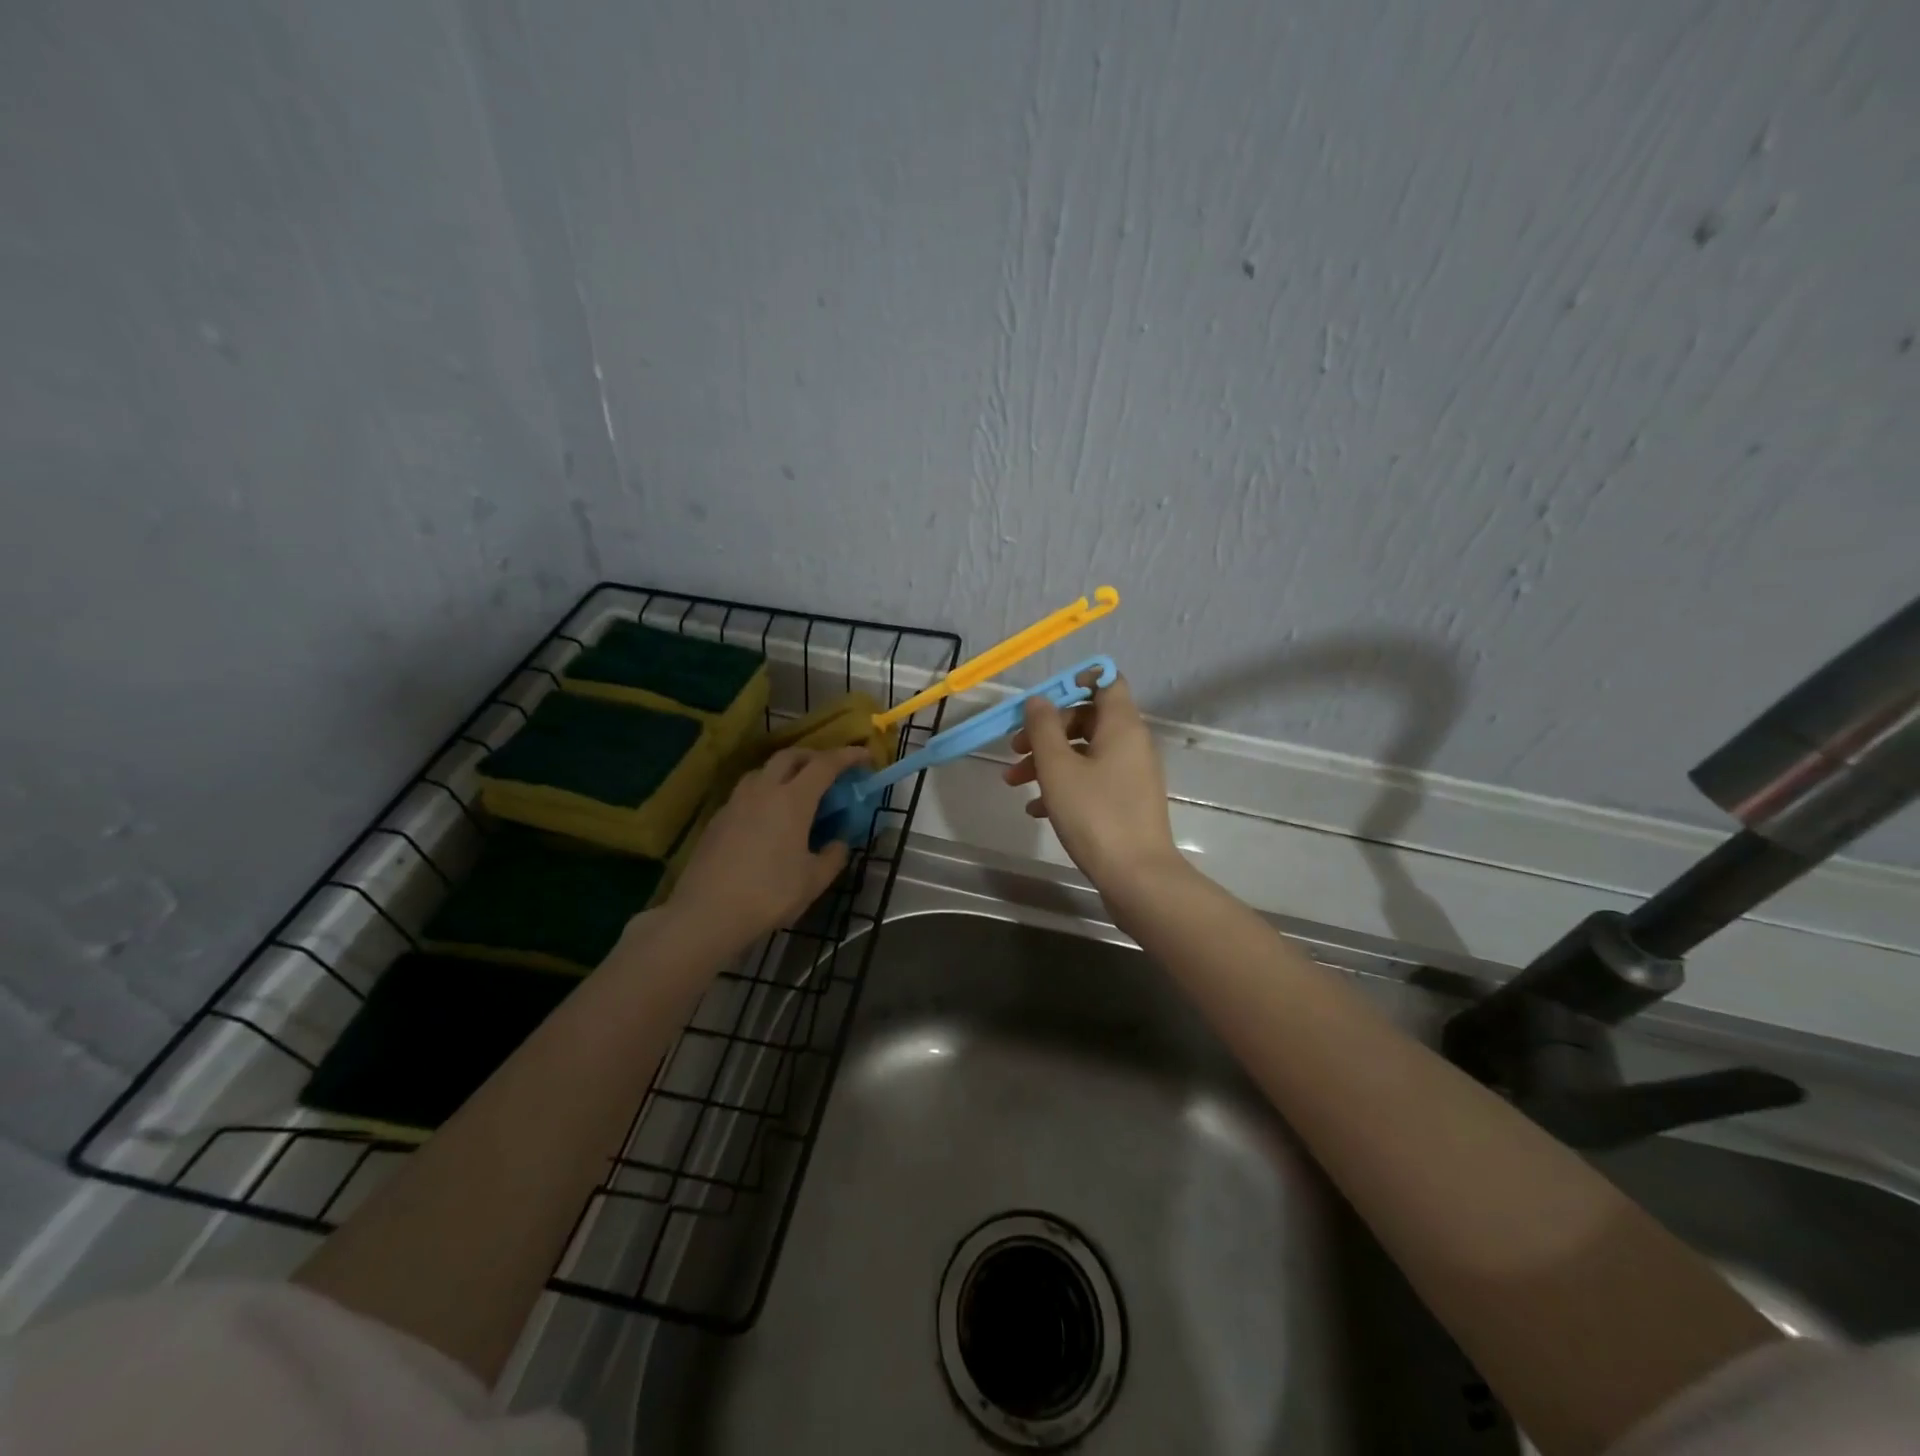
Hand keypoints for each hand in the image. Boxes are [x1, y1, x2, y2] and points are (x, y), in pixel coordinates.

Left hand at [664, 745, 868, 955]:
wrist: (707, 913)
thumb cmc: (769, 894)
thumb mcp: (813, 880)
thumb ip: (833, 856)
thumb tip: (838, 843)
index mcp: (793, 800)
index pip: (825, 764)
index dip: (847, 756)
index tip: (864, 756)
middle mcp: (763, 790)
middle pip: (790, 756)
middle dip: (813, 756)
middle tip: (828, 770)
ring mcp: (736, 802)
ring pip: (763, 771)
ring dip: (784, 771)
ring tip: (795, 791)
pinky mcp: (717, 819)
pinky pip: (746, 793)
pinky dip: (764, 793)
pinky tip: (766, 818)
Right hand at [1002, 676, 1189, 898]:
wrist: (1137, 876)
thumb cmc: (1095, 814)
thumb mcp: (1058, 768)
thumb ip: (1043, 728)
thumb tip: (1039, 700)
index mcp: (1122, 726)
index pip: (1107, 682)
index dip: (1075, 682)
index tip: (1043, 700)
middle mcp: (1132, 744)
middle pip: (1087, 719)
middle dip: (1047, 731)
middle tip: (1015, 749)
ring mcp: (1131, 775)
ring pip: (1085, 753)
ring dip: (1048, 762)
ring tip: (1014, 782)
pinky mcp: (1127, 803)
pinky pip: (1092, 781)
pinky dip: (1065, 786)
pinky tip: (1037, 810)